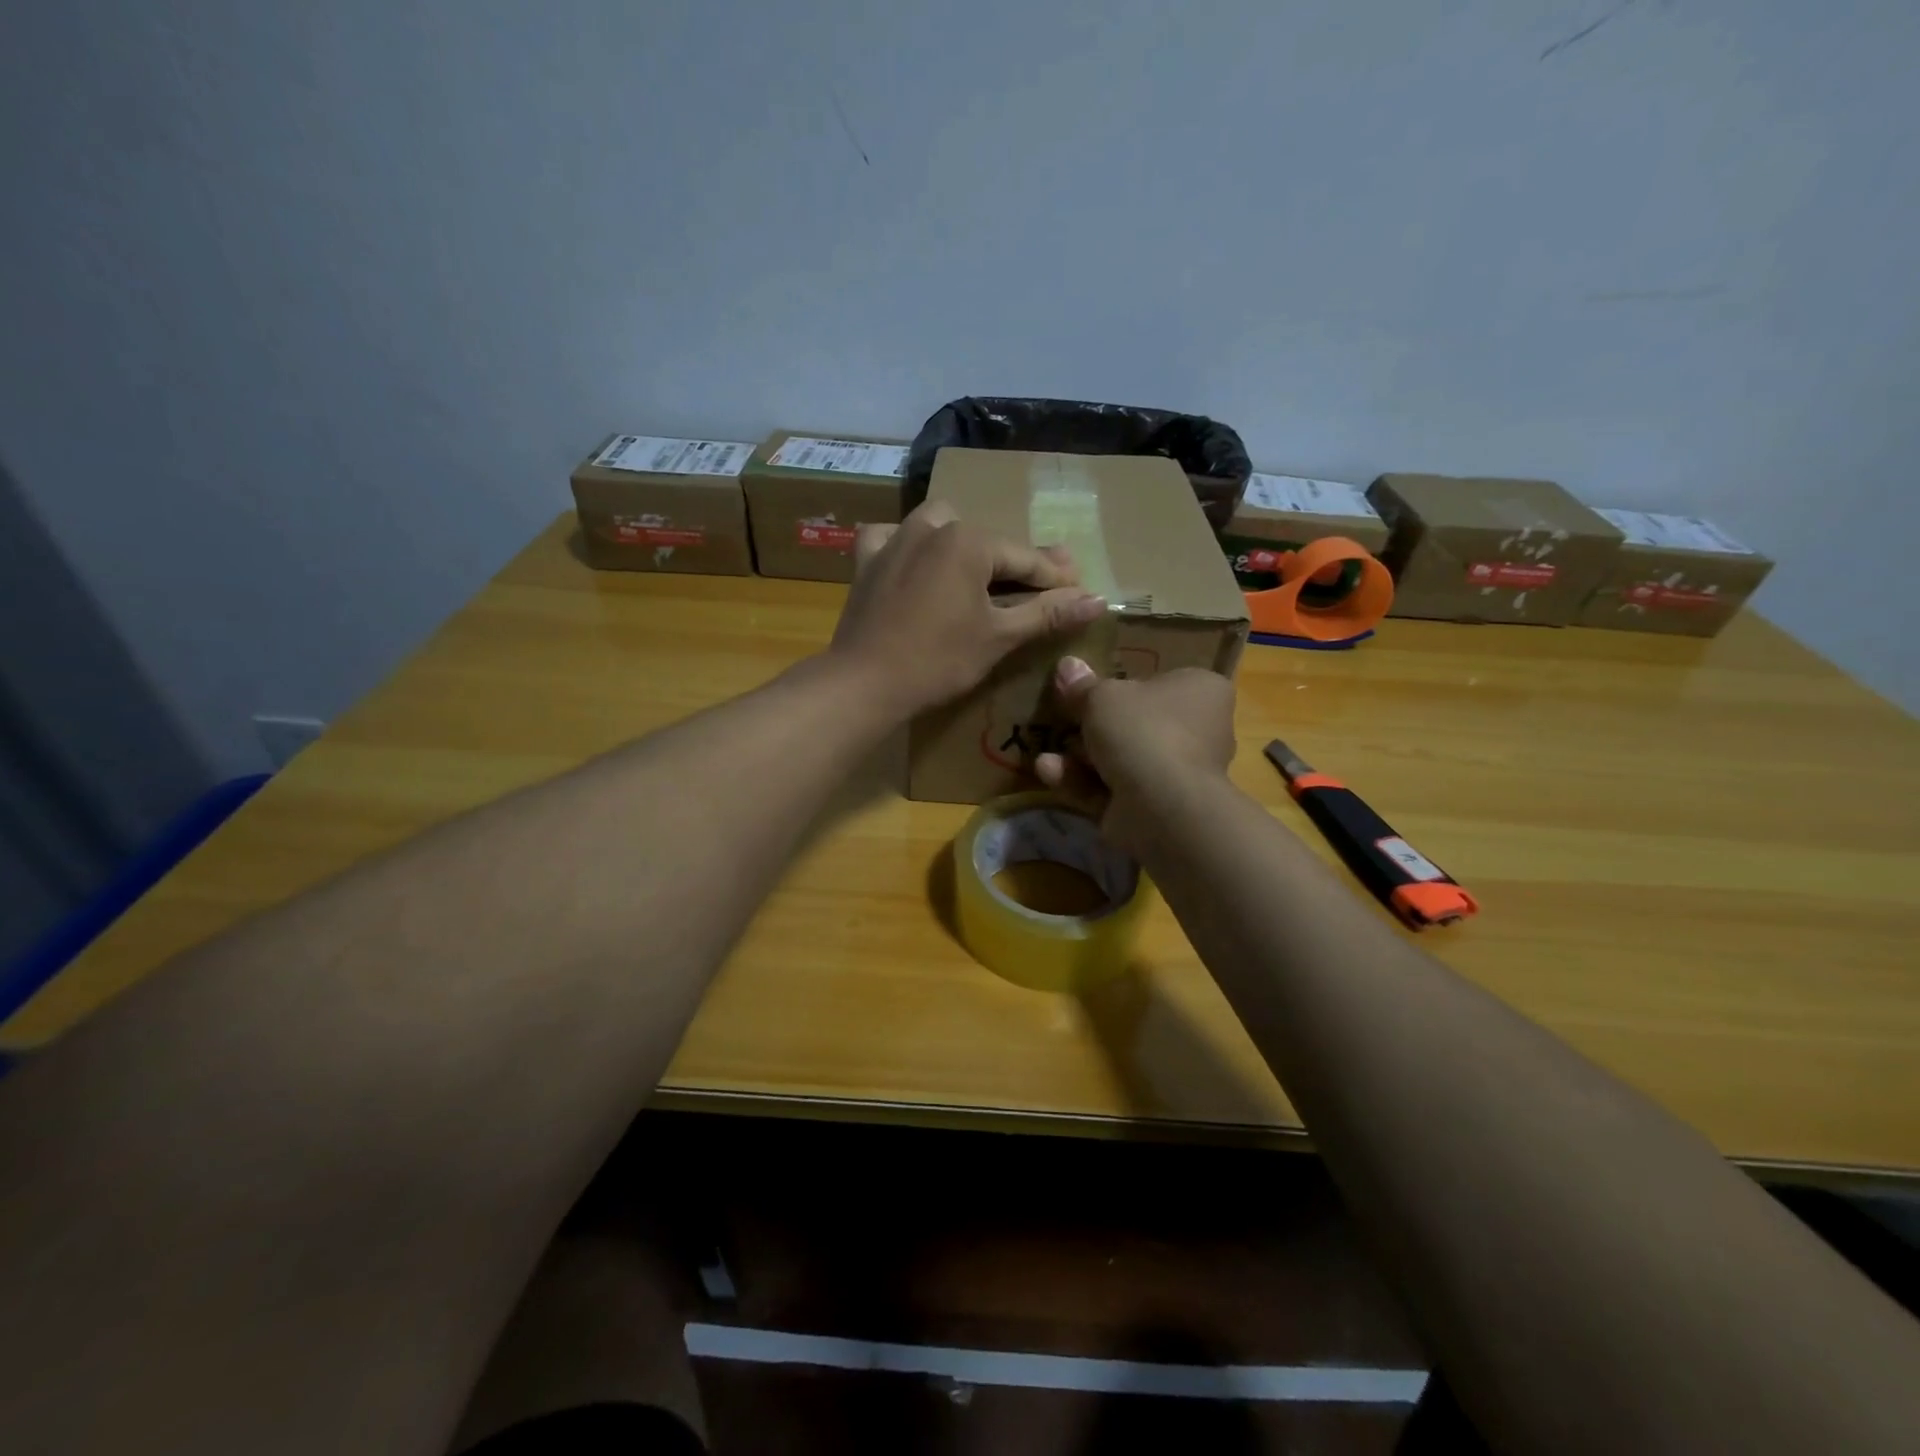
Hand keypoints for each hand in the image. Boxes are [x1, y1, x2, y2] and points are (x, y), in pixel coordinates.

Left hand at [828, 502, 1107, 718]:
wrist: (864, 682)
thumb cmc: (939, 660)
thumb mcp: (1000, 637)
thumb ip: (1047, 613)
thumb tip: (1098, 599)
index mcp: (969, 540)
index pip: (1025, 558)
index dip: (1056, 577)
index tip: (1080, 589)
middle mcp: (931, 526)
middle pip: (986, 541)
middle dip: (1012, 562)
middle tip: (1034, 587)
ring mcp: (894, 539)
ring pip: (939, 525)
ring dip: (961, 542)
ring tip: (974, 571)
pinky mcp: (867, 561)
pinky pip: (890, 538)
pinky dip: (905, 546)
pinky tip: (912, 563)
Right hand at [1033, 657, 1235, 858]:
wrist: (1161, 805)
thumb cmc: (1143, 730)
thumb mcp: (1102, 696)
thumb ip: (1082, 685)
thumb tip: (1067, 666)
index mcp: (1202, 691)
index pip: (1163, 681)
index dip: (1126, 684)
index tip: (1091, 687)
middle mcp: (1198, 731)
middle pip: (1138, 723)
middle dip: (1095, 727)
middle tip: (1062, 719)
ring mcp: (1177, 774)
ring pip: (1121, 759)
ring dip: (1080, 757)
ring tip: (1046, 754)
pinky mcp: (1155, 809)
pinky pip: (1113, 789)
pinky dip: (1081, 782)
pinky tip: (1048, 773)